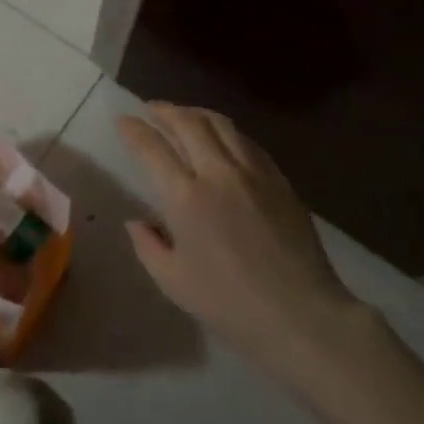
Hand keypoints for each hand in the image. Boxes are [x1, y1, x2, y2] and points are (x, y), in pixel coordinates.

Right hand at [116, 102, 359, 367]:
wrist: (300, 314)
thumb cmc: (228, 303)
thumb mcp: (173, 281)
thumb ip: (148, 245)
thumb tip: (137, 222)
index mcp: (185, 197)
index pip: (152, 148)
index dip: (134, 130)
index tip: (123, 120)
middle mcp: (218, 173)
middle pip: (188, 123)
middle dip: (165, 111)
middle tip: (151, 109)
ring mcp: (253, 173)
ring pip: (222, 125)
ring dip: (197, 113)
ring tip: (184, 114)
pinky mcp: (280, 180)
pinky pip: (248, 142)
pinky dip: (227, 131)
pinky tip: (223, 138)